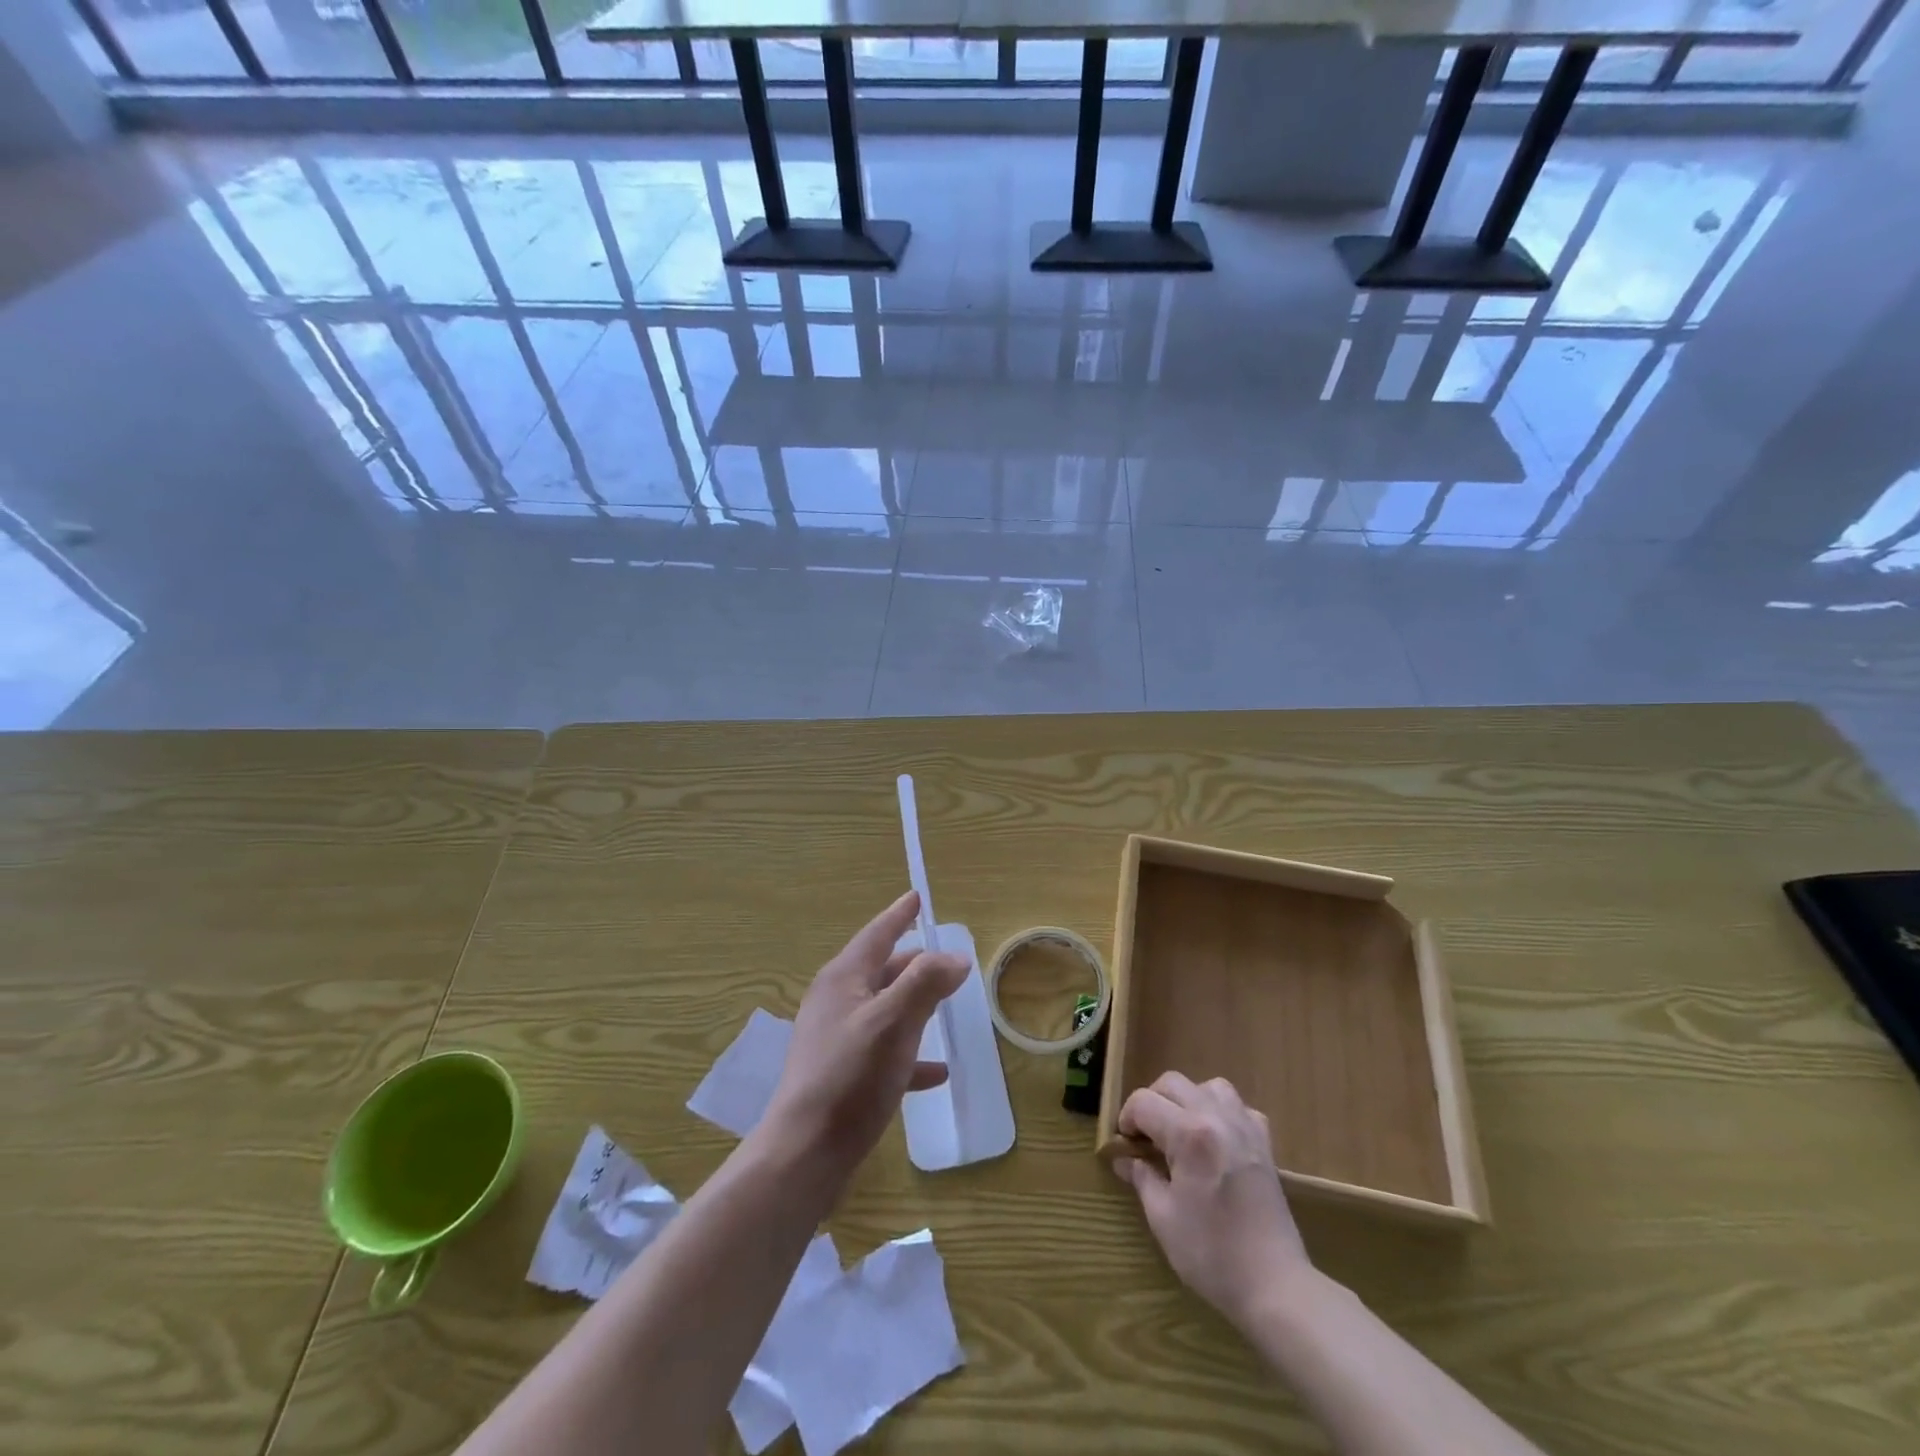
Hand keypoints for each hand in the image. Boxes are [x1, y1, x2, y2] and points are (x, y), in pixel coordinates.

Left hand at [761, 891, 968, 1181]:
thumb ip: (926, 983)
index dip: (899, 915)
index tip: (917, 896)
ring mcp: (836, 1040)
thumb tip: (956, 956)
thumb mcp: (893, 1022)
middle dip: (914, 963)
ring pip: (885, 1010)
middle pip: (882, 970)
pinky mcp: (842, 1075)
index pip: (876, 934)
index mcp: (843, 979)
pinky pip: (884, 1052)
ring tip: (947, 1006)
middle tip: (945, 959)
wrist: (805, 1153)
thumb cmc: (851, 1077)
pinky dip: (910, 1053)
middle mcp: (836, 1002)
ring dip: (915, 1006)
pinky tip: (937, 1071)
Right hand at [1112, 1073, 1311, 1331]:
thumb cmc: (1212, 1253)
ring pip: (1209, 1086)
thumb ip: (1142, 1178)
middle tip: (1145, 1136)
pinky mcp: (1264, 1144)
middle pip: (1173, 1083)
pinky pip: (1240, 1108)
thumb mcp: (1163, 1218)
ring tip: (1180, 1131)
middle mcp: (1217, 1118)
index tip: (1124, 1144)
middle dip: (1151, 1102)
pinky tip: (1216, 1140)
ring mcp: (1245, 1128)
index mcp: (1189, 1134)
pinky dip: (1222, 1113)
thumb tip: (1124, 1159)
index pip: (1144, 1102)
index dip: (1127, 1118)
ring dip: (1188, 1100)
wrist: (1275, 1286)